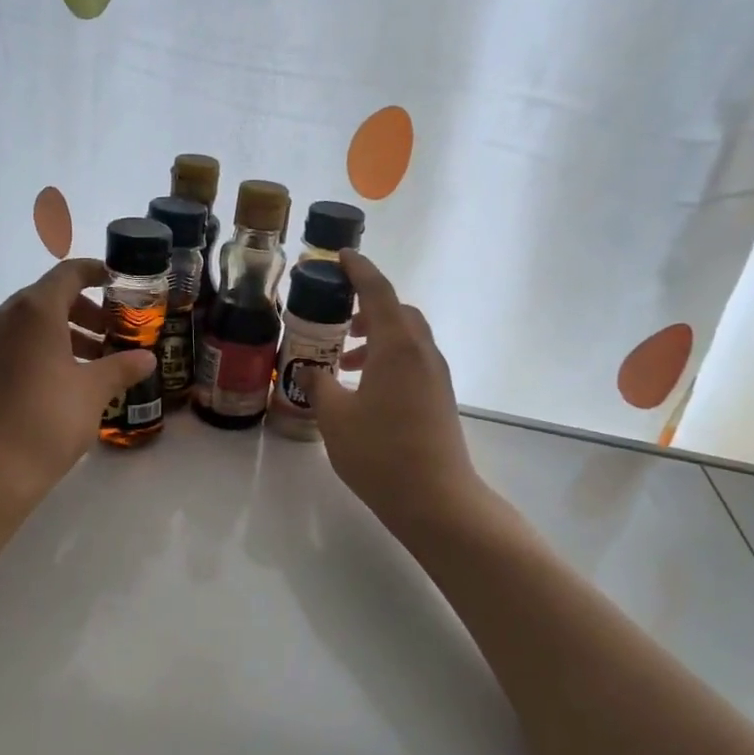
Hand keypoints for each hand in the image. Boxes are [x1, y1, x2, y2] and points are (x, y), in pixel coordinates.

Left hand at [0, 259, 156, 509]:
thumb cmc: (47, 420)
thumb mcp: (93, 392)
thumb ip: (122, 367)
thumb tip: (146, 358)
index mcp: (35, 311)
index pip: (69, 274)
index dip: (96, 273)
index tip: (120, 284)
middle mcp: (7, 317)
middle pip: (50, 297)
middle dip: (86, 311)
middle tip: (115, 333)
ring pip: (33, 323)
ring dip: (67, 333)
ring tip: (98, 361)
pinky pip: (18, 344)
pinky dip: (45, 349)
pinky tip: (67, 380)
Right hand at [299, 251, 487, 535]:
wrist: (436, 498)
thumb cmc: (380, 453)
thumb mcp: (334, 418)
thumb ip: (320, 386)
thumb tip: (314, 373)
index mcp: (397, 347)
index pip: (378, 292)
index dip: (359, 270)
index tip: (341, 256)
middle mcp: (422, 353)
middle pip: (398, 312)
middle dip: (368, 308)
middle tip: (337, 320)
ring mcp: (435, 376)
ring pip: (407, 339)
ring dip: (377, 338)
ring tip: (344, 362)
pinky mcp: (439, 398)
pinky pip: (413, 361)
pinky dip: (388, 359)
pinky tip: (364, 390)